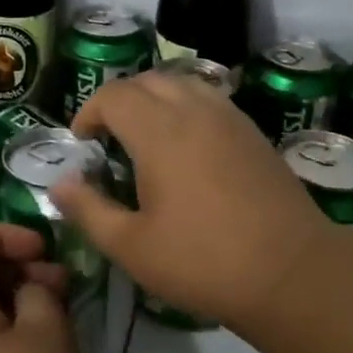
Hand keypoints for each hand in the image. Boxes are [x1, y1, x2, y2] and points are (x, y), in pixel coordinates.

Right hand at [53, 73, 338, 330]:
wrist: (292, 271)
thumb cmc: (203, 261)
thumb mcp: (132, 247)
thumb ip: (89, 211)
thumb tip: (60, 185)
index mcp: (160, 131)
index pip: (114, 95)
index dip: (89, 112)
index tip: (82, 143)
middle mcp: (195, 110)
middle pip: (148, 80)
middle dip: (120, 100)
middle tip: (109, 138)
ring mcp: (230, 117)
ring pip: (183, 84)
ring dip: (155, 98)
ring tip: (146, 137)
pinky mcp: (253, 132)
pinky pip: (210, 99)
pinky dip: (186, 107)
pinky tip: (187, 147)